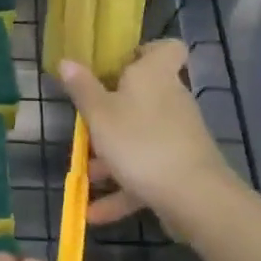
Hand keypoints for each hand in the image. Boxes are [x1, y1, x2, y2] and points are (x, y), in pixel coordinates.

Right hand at [58, 40, 238, 229]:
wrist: (194, 197)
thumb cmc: (140, 142)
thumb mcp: (100, 114)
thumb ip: (82, 89)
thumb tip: (67, 60)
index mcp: (154, 76)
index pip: (166, 48)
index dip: (145, 51)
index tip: (118, 65)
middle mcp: (171, 100)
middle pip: (144, 96)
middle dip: (113, 112)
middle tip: (86, 123)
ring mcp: (179, 136)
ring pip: (140, 138)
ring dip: (112, 156)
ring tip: (84, 175)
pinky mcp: (181, 168)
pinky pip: (146, 172)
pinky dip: (123, 189)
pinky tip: (95, 213)